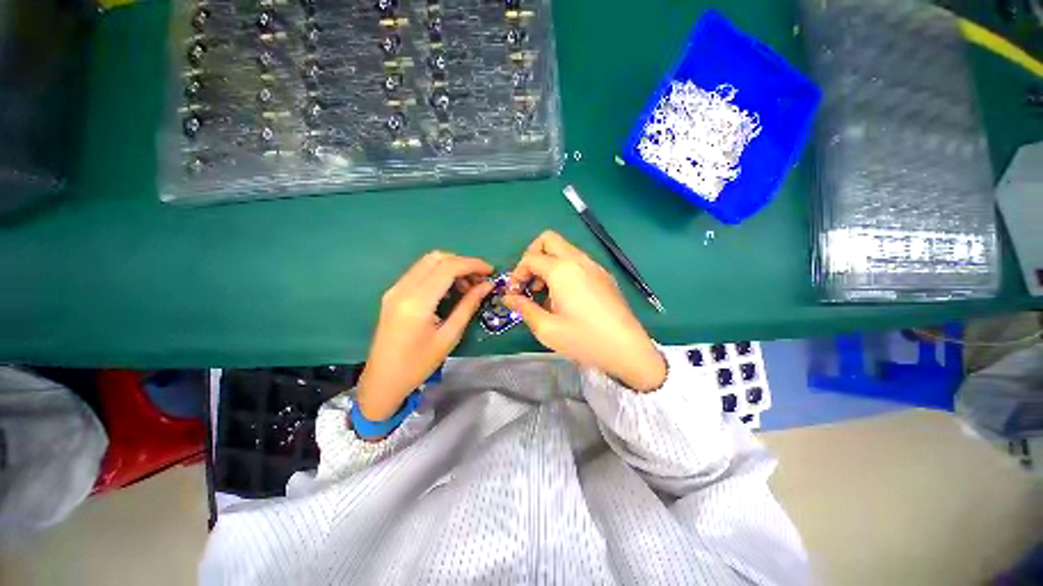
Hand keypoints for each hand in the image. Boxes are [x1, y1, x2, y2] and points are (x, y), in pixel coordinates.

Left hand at [357, 251, 493, 420]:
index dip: (472, 264)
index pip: (448, 267)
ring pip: (428, 262)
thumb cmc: (418, 364)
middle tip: (479, 280)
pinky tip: (449, 290)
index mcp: (417, 302)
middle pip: (437, 258)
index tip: (490, 271)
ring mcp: (395, 289)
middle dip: (463, 263)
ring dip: (451, 267)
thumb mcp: (449, 336)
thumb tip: (487, 286)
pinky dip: (439, 274)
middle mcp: (403, 289)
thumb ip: (468, 306)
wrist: (383, 380)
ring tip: (467, 287)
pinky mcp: (393, 293)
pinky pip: (420, 272)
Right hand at [504, 231, 665, 391]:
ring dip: (548, 264)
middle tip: (529, 283)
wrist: (627, 349)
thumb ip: (523, 308)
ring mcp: (594, 266)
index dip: (516, 274)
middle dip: (532, 257)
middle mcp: (579, 260)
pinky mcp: (604, 275)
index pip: (530, 258)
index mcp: (563, 270)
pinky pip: (577, 262)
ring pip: (564, 250)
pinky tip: (565, 298)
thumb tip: (508, 298)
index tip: (514, 294)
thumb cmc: (584, 339)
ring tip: (545, 294)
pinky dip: (564, 270)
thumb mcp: (547, 328)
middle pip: (548, 240)